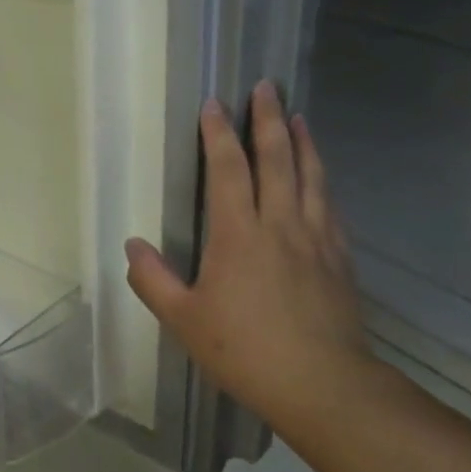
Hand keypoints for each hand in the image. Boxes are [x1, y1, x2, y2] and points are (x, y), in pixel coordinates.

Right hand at [124, 82, 369, 419]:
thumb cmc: (243, 350)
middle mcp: (279, 224)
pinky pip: (329, 206)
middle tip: (266, 87)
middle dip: (267, 119)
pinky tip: (320, 176)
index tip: (214, 104)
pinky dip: (322, 180)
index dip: (219, 134)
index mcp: (237, 234)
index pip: (227, 170)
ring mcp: (315, 239)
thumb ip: (153, 279)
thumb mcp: (183, 319)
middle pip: (276, 159)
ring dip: (302, 141)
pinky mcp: (339, 258)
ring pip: (309, 176)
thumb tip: (131, 244)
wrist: (323, 385)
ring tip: (297, 115)